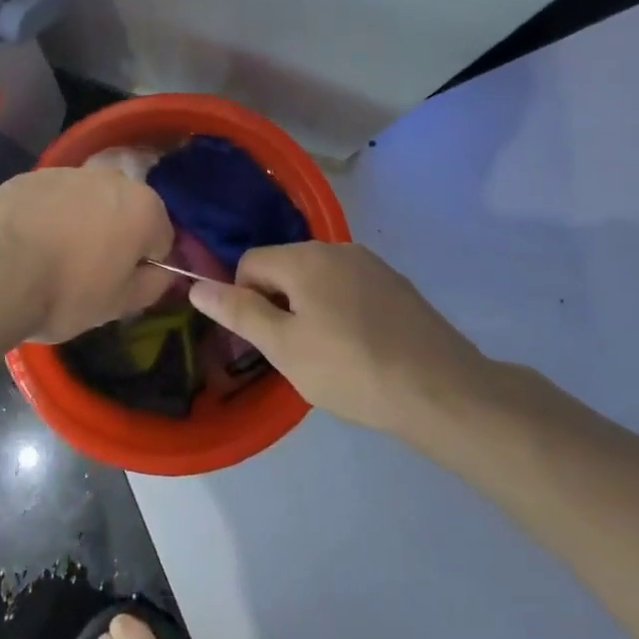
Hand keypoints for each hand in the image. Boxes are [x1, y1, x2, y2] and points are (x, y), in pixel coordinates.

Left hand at [0, 167, 173, 342]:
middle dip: (114, 236)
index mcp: (143, 208)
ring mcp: (66, 172)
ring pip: (86, 201)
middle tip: (87, 273)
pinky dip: (46, 216)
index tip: (119, 286)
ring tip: (51, 259)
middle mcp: (111, 178)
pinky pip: (50, 198)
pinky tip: (25, 244)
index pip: (161, 238)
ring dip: (80, 223)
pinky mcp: (28, 176)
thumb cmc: (65, 292)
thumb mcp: (118, 305)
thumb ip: (153, 284)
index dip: (143, 266)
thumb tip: (163, 271)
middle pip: (124, 211)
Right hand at [188, 242, 489, 436]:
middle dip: (278, 304)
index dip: (245, 301)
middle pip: (284, 268)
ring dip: (310, 308)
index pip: (250, 263)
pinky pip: (350, 289)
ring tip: (330, 354)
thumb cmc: (351, 369)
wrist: (441, 391)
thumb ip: (239, 312)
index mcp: (305, 257)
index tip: (265, 341)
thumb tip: (196, 286)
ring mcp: (372, 264)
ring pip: (318, 280)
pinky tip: (361, 348)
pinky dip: (342, 311)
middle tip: (295, 352)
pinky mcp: (397, 284)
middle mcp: (337, 248)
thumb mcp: (284, 347)